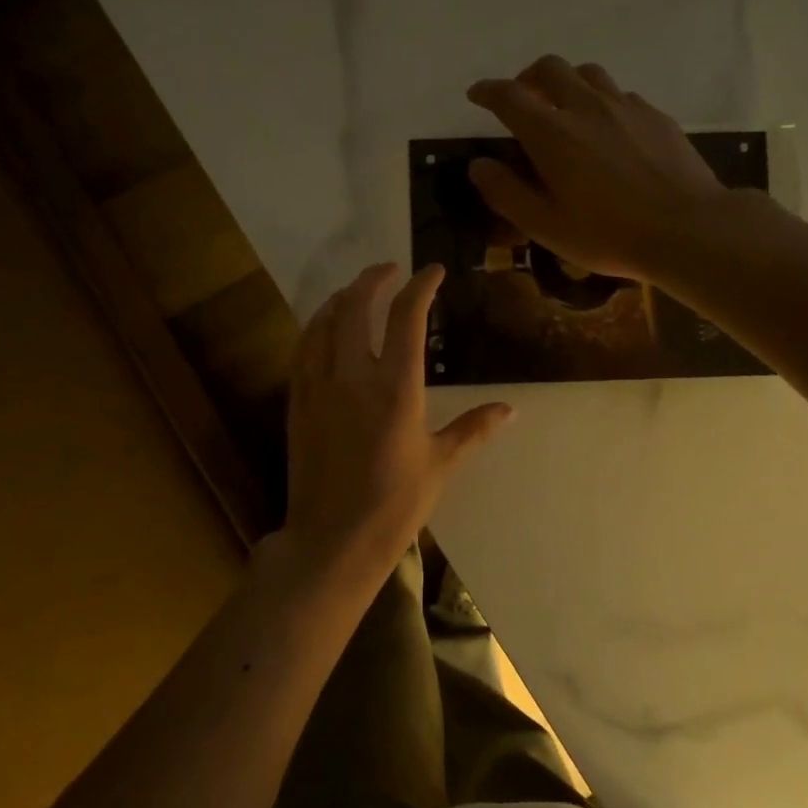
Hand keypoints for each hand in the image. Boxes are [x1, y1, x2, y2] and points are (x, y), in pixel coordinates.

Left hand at [278, 263, 512, 595]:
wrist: (333, 538)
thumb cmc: (394, 504)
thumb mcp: (441, 464)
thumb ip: (473, 428)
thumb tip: (509, 409)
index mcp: (395, 387)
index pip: (407, 317)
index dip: (421, 286)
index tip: (433, 271)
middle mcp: (353, 376)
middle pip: (358, 306)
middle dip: (375, 278)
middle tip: (391, 269)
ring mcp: (319, 386)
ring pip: (324, 322)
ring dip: (343, 298)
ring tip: (357, 291)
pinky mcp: (297, 402)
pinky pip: (304, 349)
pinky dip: (317, 327)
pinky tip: (325, 329)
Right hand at [466, 54, 732, 285]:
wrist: (686, 228)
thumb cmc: (608, 234)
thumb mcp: (545, 226)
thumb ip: (506, 193)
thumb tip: (479, 165)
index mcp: (551, 133)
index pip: (509, 96)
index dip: (488, 91)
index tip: (477, 95)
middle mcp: (586, 107)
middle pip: (550, 68)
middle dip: (527, 77)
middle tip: (522, 97)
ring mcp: (625, 106)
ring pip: (588, 74)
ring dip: (567, 83)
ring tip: (565, 107)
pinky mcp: (655, 116)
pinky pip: (620, 95)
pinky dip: (602, 101)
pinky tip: (608, 129)